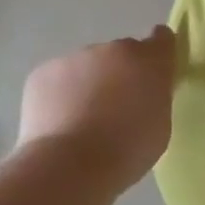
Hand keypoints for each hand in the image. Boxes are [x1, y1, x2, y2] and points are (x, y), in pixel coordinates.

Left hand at [18, 26, 176, 188]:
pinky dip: (60, 95)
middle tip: (116, 108)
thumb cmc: (128, 150)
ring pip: (87, 66)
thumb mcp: (160, 124)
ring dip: (89, 84)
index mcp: (149, 61)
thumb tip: (142, 92)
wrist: (69, 165)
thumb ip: (154, 97)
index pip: (162, 39)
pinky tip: (59, 122)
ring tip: (82, 120)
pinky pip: (58, 79)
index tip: (155, 69)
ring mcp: (75, 58)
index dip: (159, 51)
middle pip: (121, 54)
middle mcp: (114, 49)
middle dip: (121, 73)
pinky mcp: (43, 72)